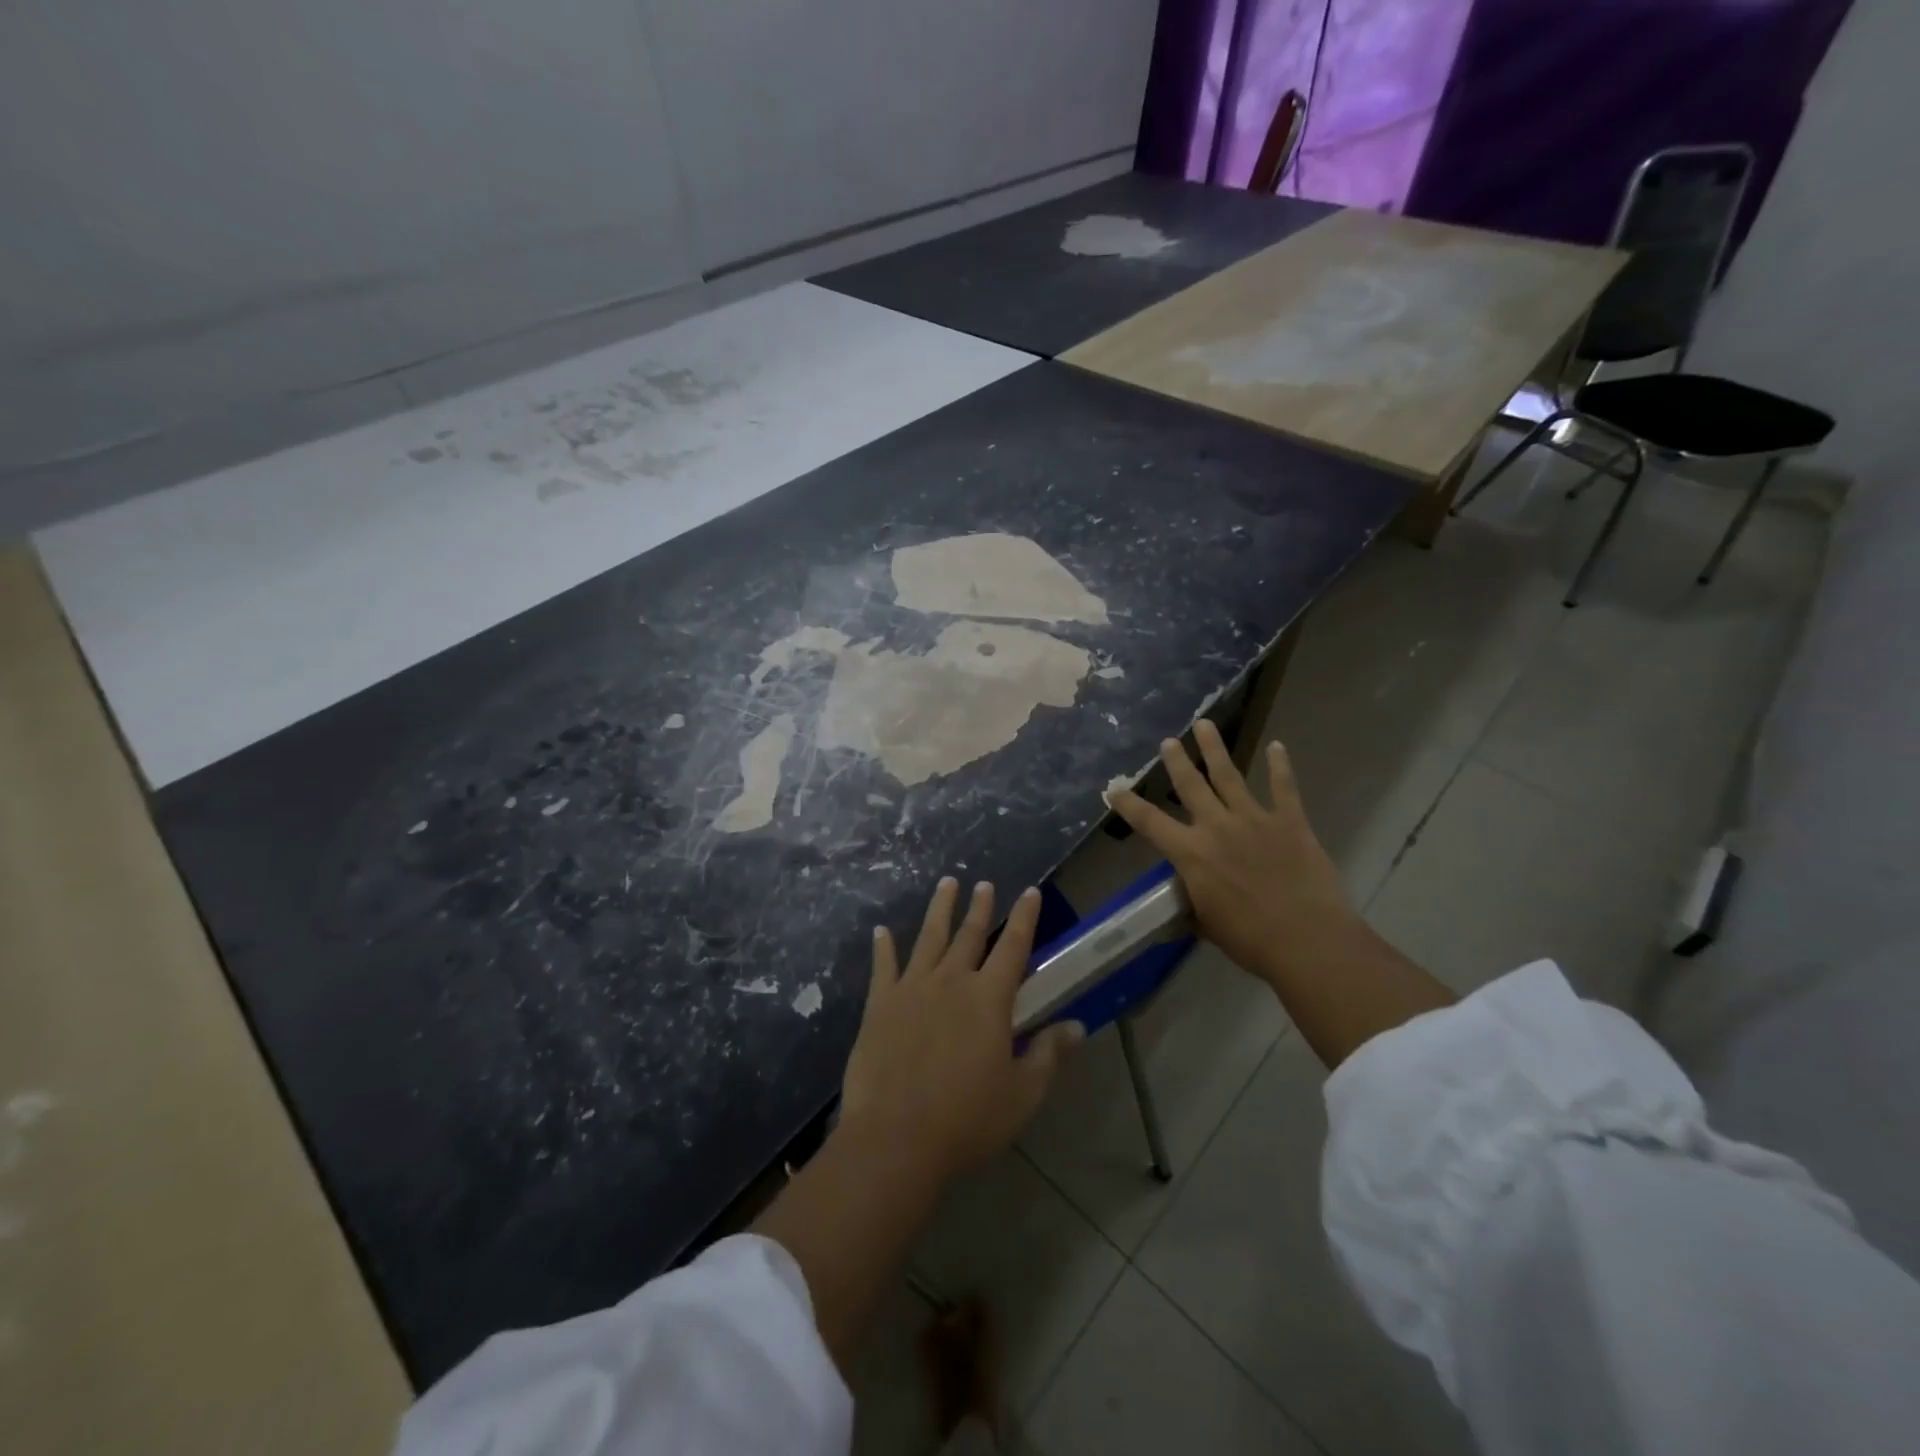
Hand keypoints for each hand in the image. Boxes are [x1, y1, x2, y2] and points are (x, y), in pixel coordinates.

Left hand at [839, 878, 1083, 1182]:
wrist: (895, 1137)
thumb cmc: (966, 1119)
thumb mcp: (1022, 1094)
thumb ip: (1049, 1055)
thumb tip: (1077, 1025)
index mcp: (989, 999)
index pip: (1013, 947)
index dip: (1024, 918)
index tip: (1029, 892)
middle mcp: (952, 981)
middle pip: (969, 935)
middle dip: (980, 907)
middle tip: (983, 884)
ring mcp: (912, 988)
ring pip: (929, 938)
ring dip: (939, 910)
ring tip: (946, 884)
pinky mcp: (880, 1004)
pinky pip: (883, 966)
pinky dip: (883, 947)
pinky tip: (881, 931)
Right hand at [1108, 720, 1361, 990]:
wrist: (1307, 940)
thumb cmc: (1250, 940)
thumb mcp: (1206, 923)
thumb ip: (1193, 901)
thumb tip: (1185, 897)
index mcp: (1191, 853)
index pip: (1149, 822)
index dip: (1128, 804)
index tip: (1113, 789)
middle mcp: (1217, 827)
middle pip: (1190, 785)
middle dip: (1176, 761)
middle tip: (1168, 741)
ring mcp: (1254, 819)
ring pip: (1229, 775)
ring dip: (1215, 749)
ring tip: (1205, 725)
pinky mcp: (1290, 822)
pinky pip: (1284, 788)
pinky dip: (1281, 766)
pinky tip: (1278, 747)